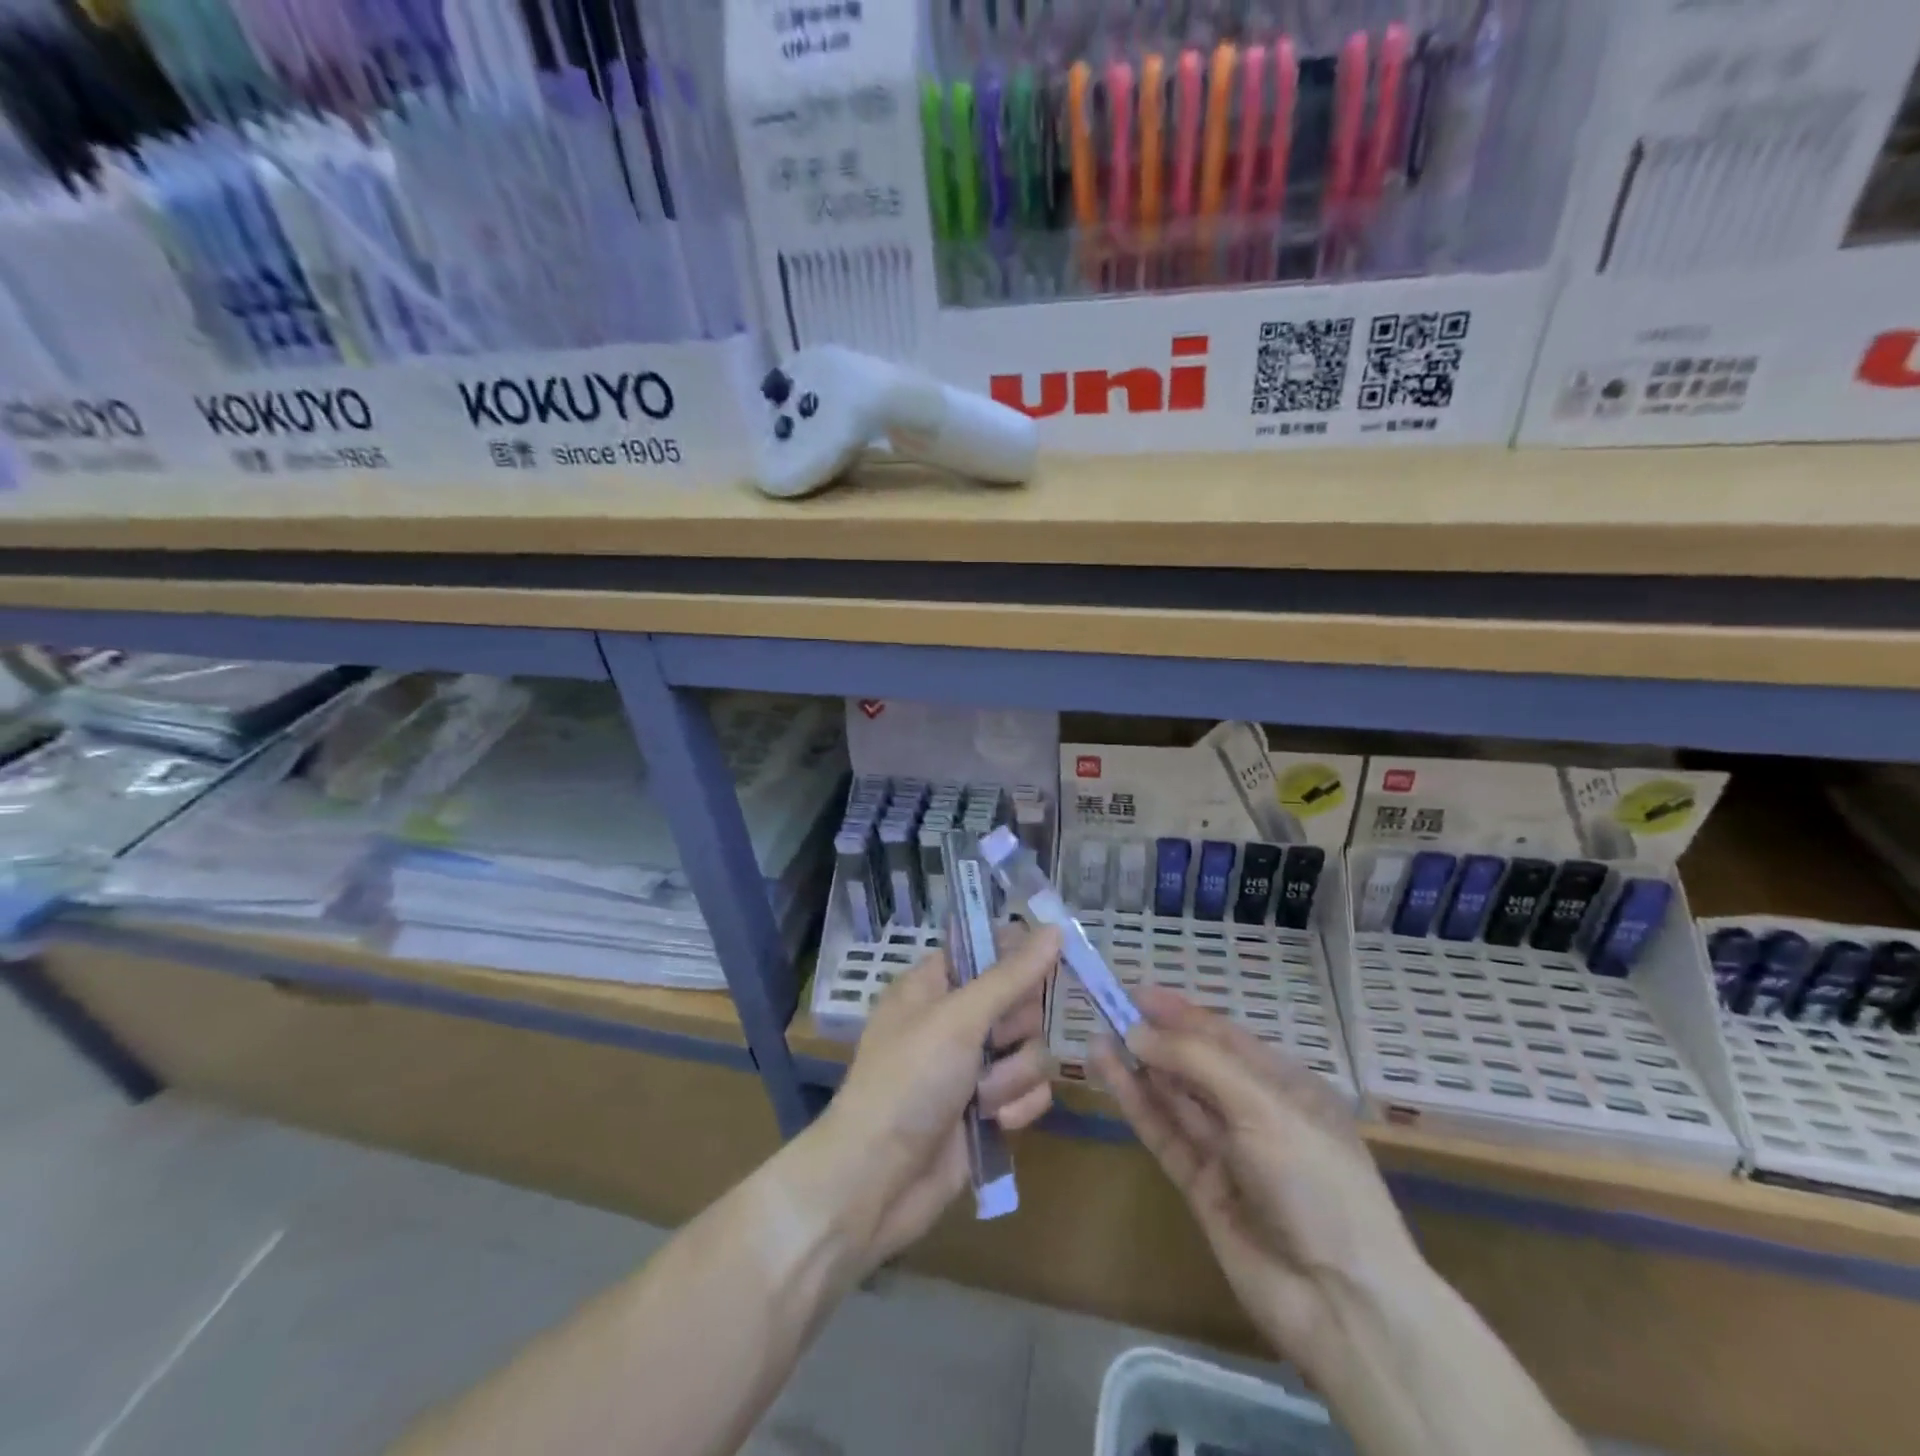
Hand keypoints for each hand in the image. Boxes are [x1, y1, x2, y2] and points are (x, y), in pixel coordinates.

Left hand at [805, 924, 1060, 1272]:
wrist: (875, 1181)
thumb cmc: (908, 1081)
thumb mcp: (958, 1019)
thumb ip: (1011, 976)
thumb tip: (1054, 929)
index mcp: (934, 985)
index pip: (988, 951)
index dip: (1017, 955)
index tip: (1048, 962)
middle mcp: (955, 1020)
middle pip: (1020, 1001)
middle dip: (1016, 1028)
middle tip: (996, 1041)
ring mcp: (972, 1067)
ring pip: (1030, 1049)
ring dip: (1012, 1075)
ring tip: (982, 1098)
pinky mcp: (988, 1110)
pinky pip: (1030, 1091)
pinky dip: (1017, 1106)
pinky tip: (994, 1122)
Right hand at [1091, 987, 1424, 1386]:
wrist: (1342, 1303)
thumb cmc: (1316, 1183)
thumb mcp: (1264, 1107)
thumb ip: (1197, 1063)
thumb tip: (1137, 1032)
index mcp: (1287, 1087)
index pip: (1226, 1038)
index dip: (1182, 1013)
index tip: (1137, 992)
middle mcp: (1256, 1113)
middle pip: (1197, 1064)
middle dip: (1156, 1037)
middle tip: (1107, 1009)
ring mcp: (1227, 1151)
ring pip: (1174, 1096)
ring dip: (1138, 1066)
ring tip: (1097, 1033)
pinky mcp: (1200, 1185)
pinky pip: (1163, 1132)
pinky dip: (1136, 1102)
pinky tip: (1109, 1072)